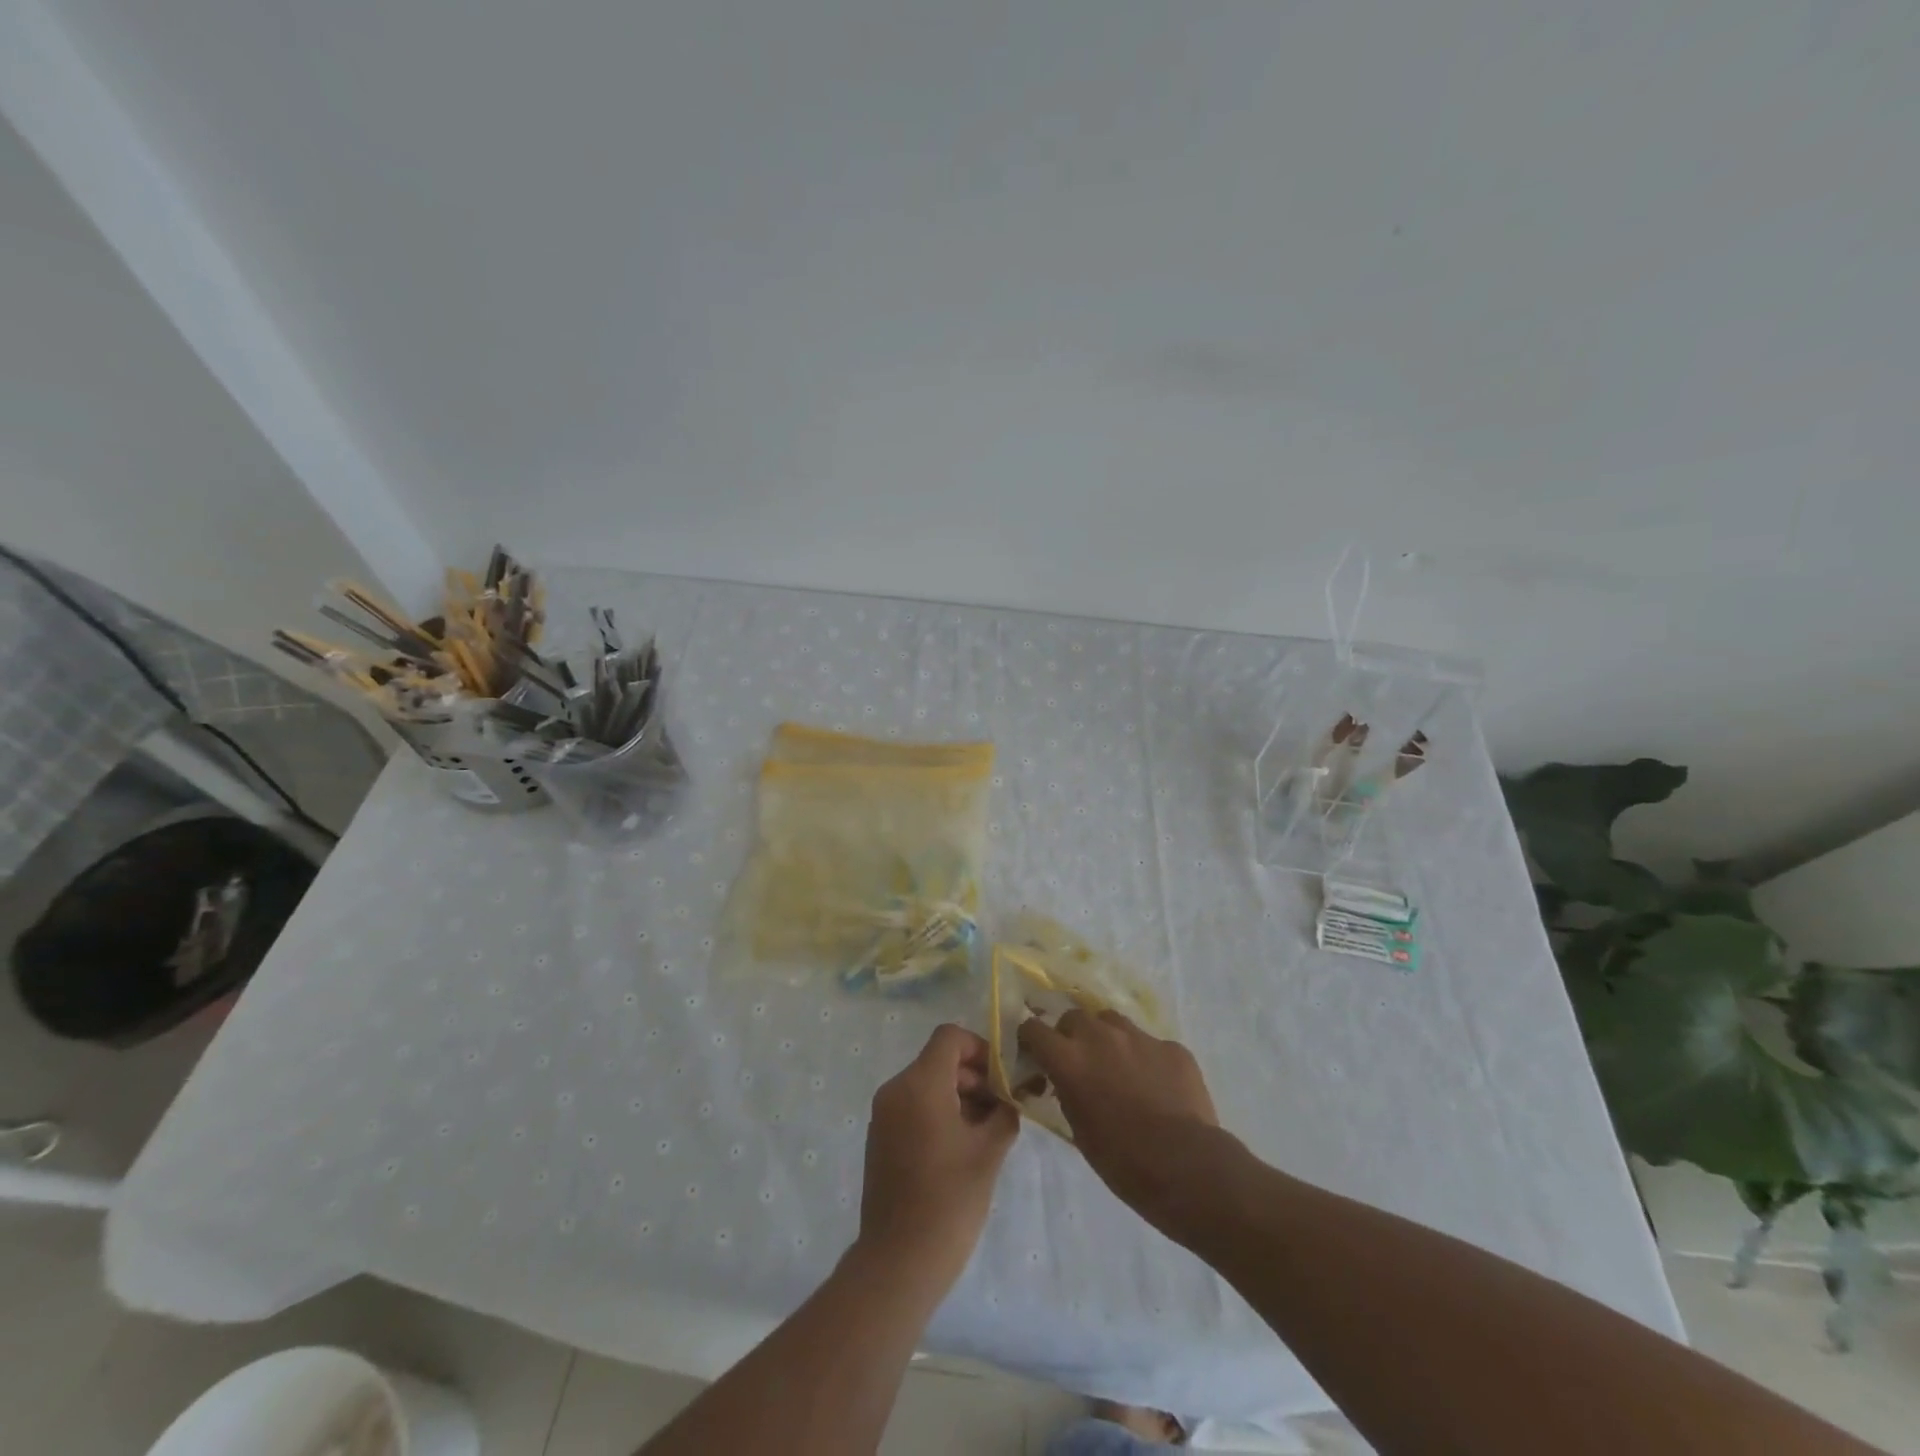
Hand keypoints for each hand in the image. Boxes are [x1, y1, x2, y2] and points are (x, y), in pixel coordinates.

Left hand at [856, 1024, 1018, 1294]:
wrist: (899, 1261)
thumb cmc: (950, 1200)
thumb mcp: (989, 1152)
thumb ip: (1004, 1112)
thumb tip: (1010, 1097)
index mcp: (920, 1084)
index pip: (949, 1037)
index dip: (980, 1048)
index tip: (1003, 1078)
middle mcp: (896, 1089)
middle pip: (939, 1060)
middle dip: (974, 1076)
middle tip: (1004, 1107)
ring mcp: (884, 1115)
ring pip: (927, 1084)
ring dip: (959, 1096)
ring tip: (988, 1131)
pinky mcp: (880, 1138)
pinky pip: (913, 1107)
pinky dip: (939, 1113)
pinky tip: (963, 1147)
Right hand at [1016, 1010, 1219, 1225]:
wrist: (1186, 1166)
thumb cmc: (1122, 1160)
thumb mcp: (1079, 1131)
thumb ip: (1068, 1094)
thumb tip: (1067, 1084)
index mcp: (1069, 1058)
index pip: (1033, 1029)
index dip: (1031, 1040)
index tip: (1035, 1054)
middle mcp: (1100, 1036)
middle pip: (1074, 1017)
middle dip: (1071, 1035)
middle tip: (1080, 1063)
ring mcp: (1139, 1037)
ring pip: (1112, 1022)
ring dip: (1107, 1039)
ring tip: (1118, 1068)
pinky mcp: (1172, 1047)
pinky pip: (1151, 1044)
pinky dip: (1146, 1059)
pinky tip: (1157, 1086)